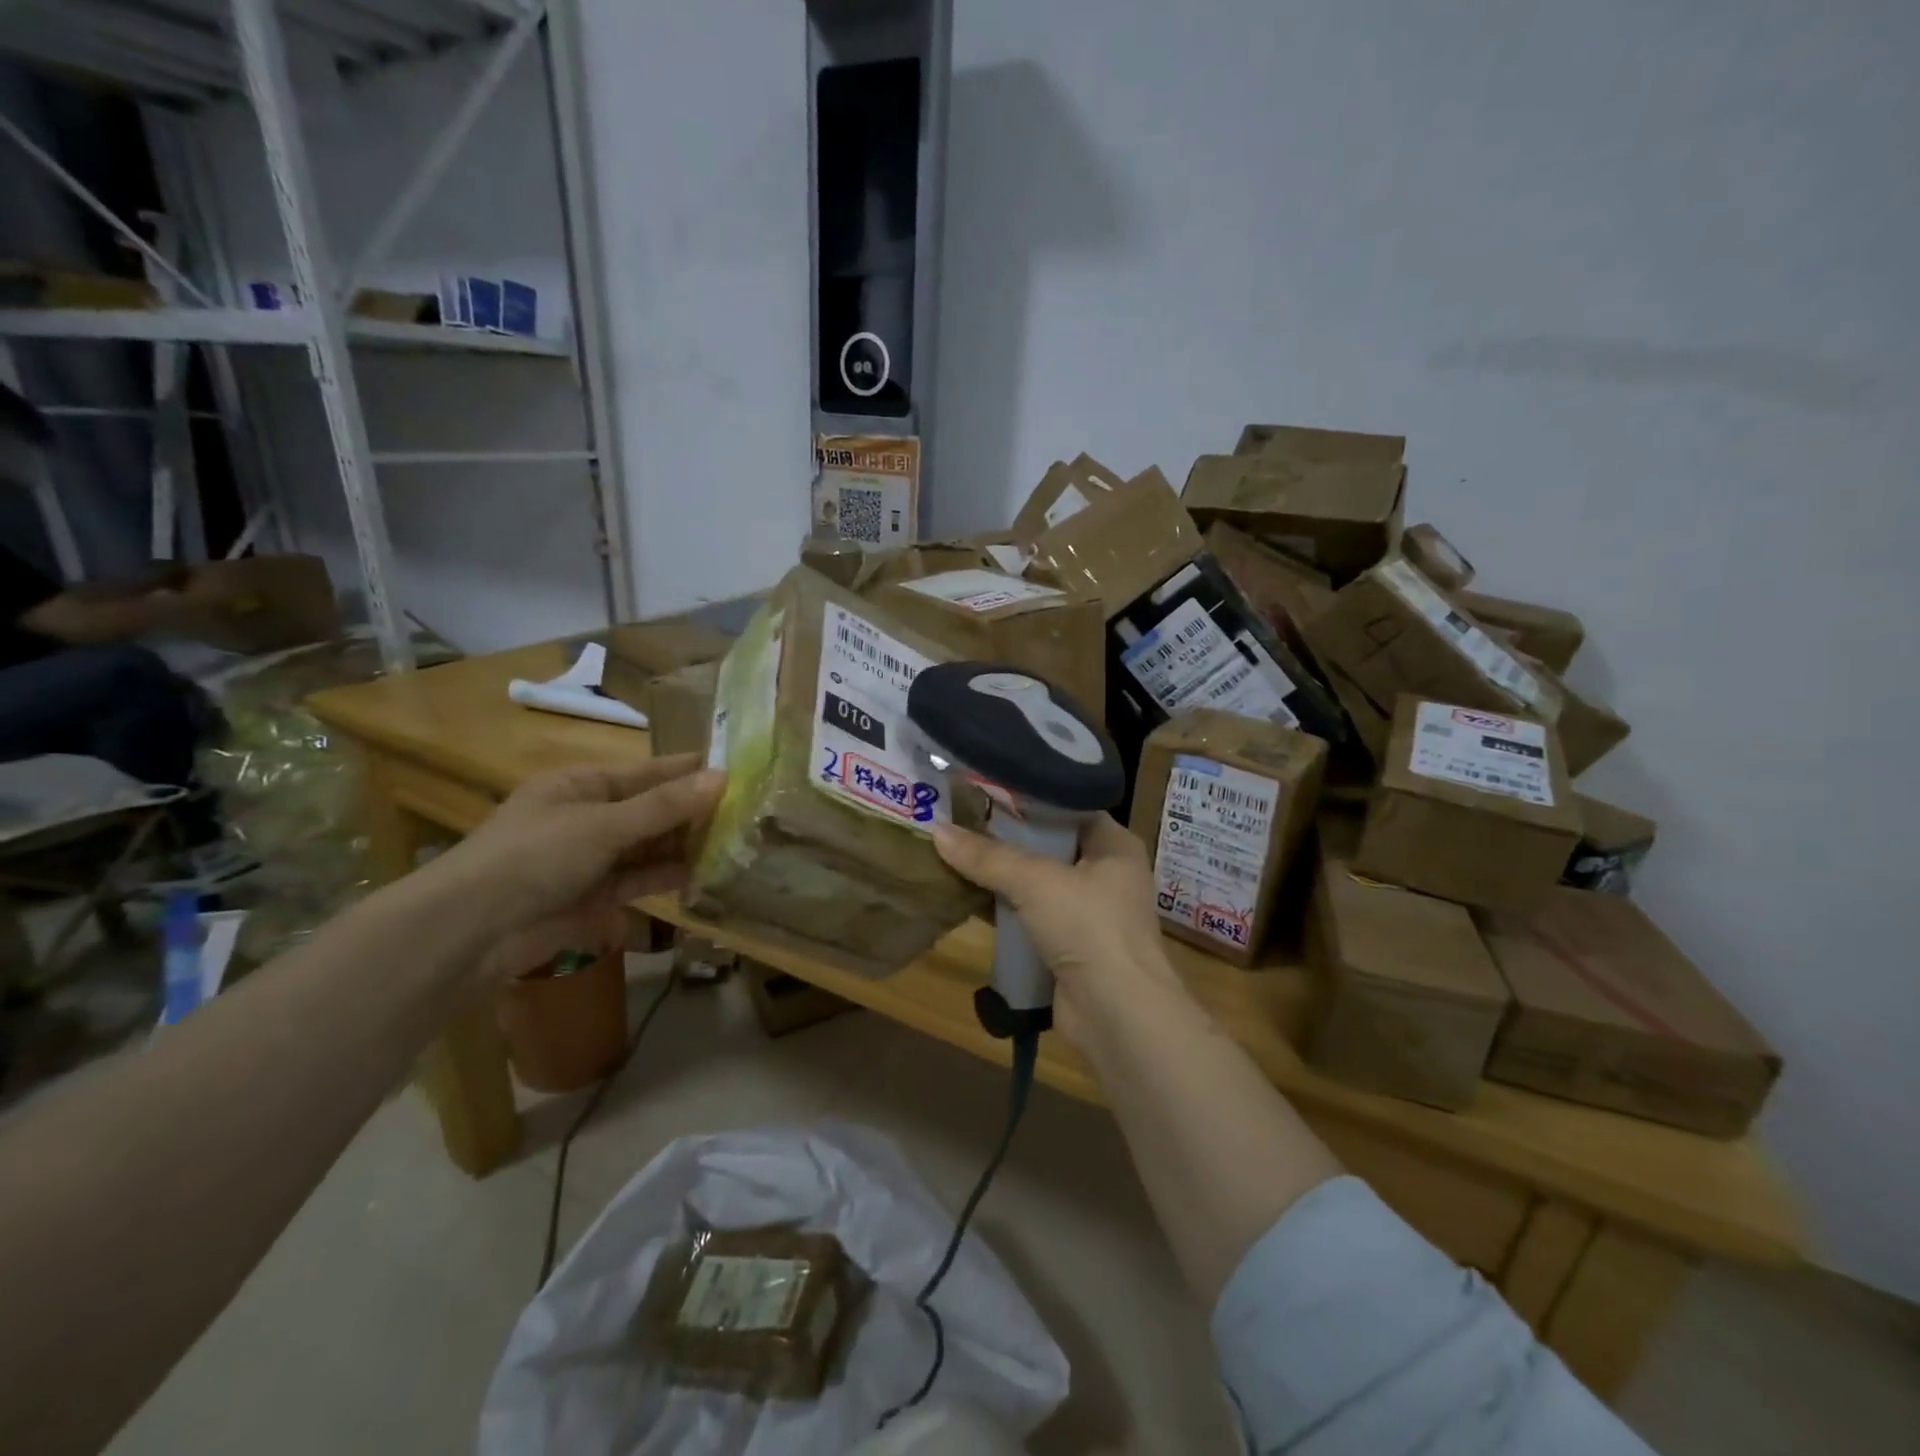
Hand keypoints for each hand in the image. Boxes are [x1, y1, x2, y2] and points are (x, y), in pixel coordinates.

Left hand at [434, 756, 725, 980]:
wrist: (471, 931)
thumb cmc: (535, 856)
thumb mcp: (604, 824)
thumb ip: (665, 806)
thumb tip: (723, 777)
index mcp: (584, 785)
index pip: (650, 772)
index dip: (691, 771)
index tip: (739, 770)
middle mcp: (591, 817)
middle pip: (654, 810)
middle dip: (695, 812)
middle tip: (749, 813)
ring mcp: (592, 859)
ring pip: (650, 847)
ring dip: (686, 846)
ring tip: (737, 844)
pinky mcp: (595, 897)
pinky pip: (640, 880)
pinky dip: (668, 877)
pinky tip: (704, 875)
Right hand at [932, 814, 1183, 1047]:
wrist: (1117, 1014)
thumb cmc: (1089, 927)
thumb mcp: (1035, 881)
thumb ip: (987, 856)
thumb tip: (937, 831)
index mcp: (1114, 845)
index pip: (1070, 806)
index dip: (1030, 797)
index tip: (987, 787)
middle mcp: (1106, 874)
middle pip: (1049, 845)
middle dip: (1007, 838)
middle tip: (962, 817)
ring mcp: (1090, 913)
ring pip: (1037, 883)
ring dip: (1002, 875)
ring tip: (955, 851)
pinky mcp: (1071, 946)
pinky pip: (1031, 917)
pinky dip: (1005, 909)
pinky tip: (967, 896)